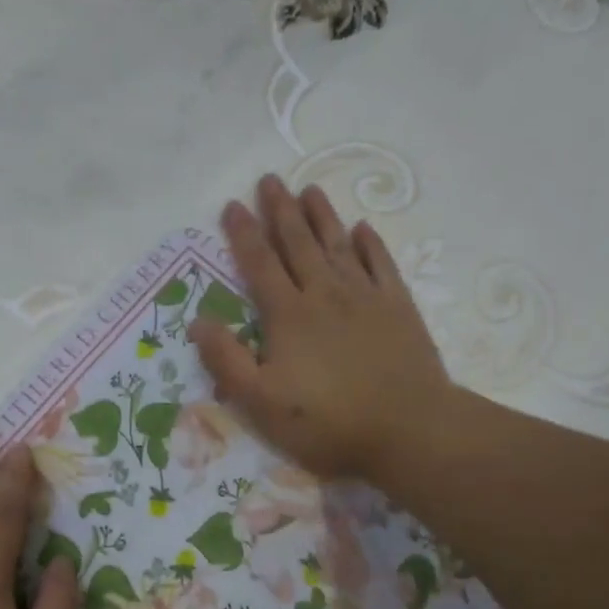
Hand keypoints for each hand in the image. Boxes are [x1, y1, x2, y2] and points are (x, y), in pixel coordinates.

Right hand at [189, 175, 453, 483]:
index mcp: (288, 316)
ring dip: (322, 216)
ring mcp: (366, 297)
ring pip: (338, 245)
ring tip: (309, 189)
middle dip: (281, 210)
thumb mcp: (261, 403)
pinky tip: (363, 229)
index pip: (259, 265)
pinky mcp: (399, 308)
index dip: (243, 234)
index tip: (232, 205)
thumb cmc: (327, 422)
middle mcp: (325, 294)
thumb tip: (199, 322)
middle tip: (269, 179)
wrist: (409, 429)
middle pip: (298, 243)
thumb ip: (227, 361)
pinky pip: (382, 264)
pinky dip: (370, 244)